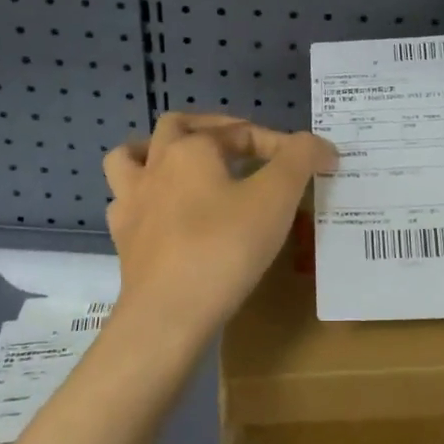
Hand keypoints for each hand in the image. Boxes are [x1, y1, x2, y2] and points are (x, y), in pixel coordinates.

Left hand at [103, 113, 335, 349]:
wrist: (167, 316)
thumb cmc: (224, 248)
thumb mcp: (276, 197)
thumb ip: (300, 159)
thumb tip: (320, 145)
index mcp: (190, 149)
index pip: (242, 131)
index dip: (281, 144)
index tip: (311, 166)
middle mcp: (155, 166)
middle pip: (176, 126)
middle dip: (211, 129)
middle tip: (241, 148)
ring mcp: (132, 203)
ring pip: (131, 157)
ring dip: (157, 153)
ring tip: (185, 167)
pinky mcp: (123, 240)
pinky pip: (126, 203)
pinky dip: (145, 199)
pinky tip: (166, 215)